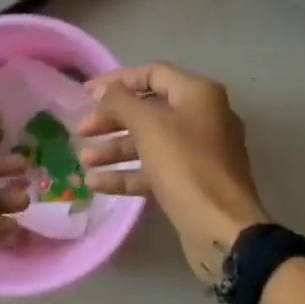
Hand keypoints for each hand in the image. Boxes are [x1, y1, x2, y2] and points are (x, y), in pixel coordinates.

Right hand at [79, 63, 270, 283]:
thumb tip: (104, 91)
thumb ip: (121, 102)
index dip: (117, 80)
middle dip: (113, 119)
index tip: (86, 94)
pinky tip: (97, 183)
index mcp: (198, 94)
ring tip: (84, 160)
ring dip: (116, 148)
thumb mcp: (148, 126)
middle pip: (149, 109)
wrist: (223, 230)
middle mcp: (203, 116)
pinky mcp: (193, 182)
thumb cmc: (185, 165)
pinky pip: (156, 169)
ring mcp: (200, 152)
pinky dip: (129, 173)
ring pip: (151, 141)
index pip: (152, 73)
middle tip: (81, 130)